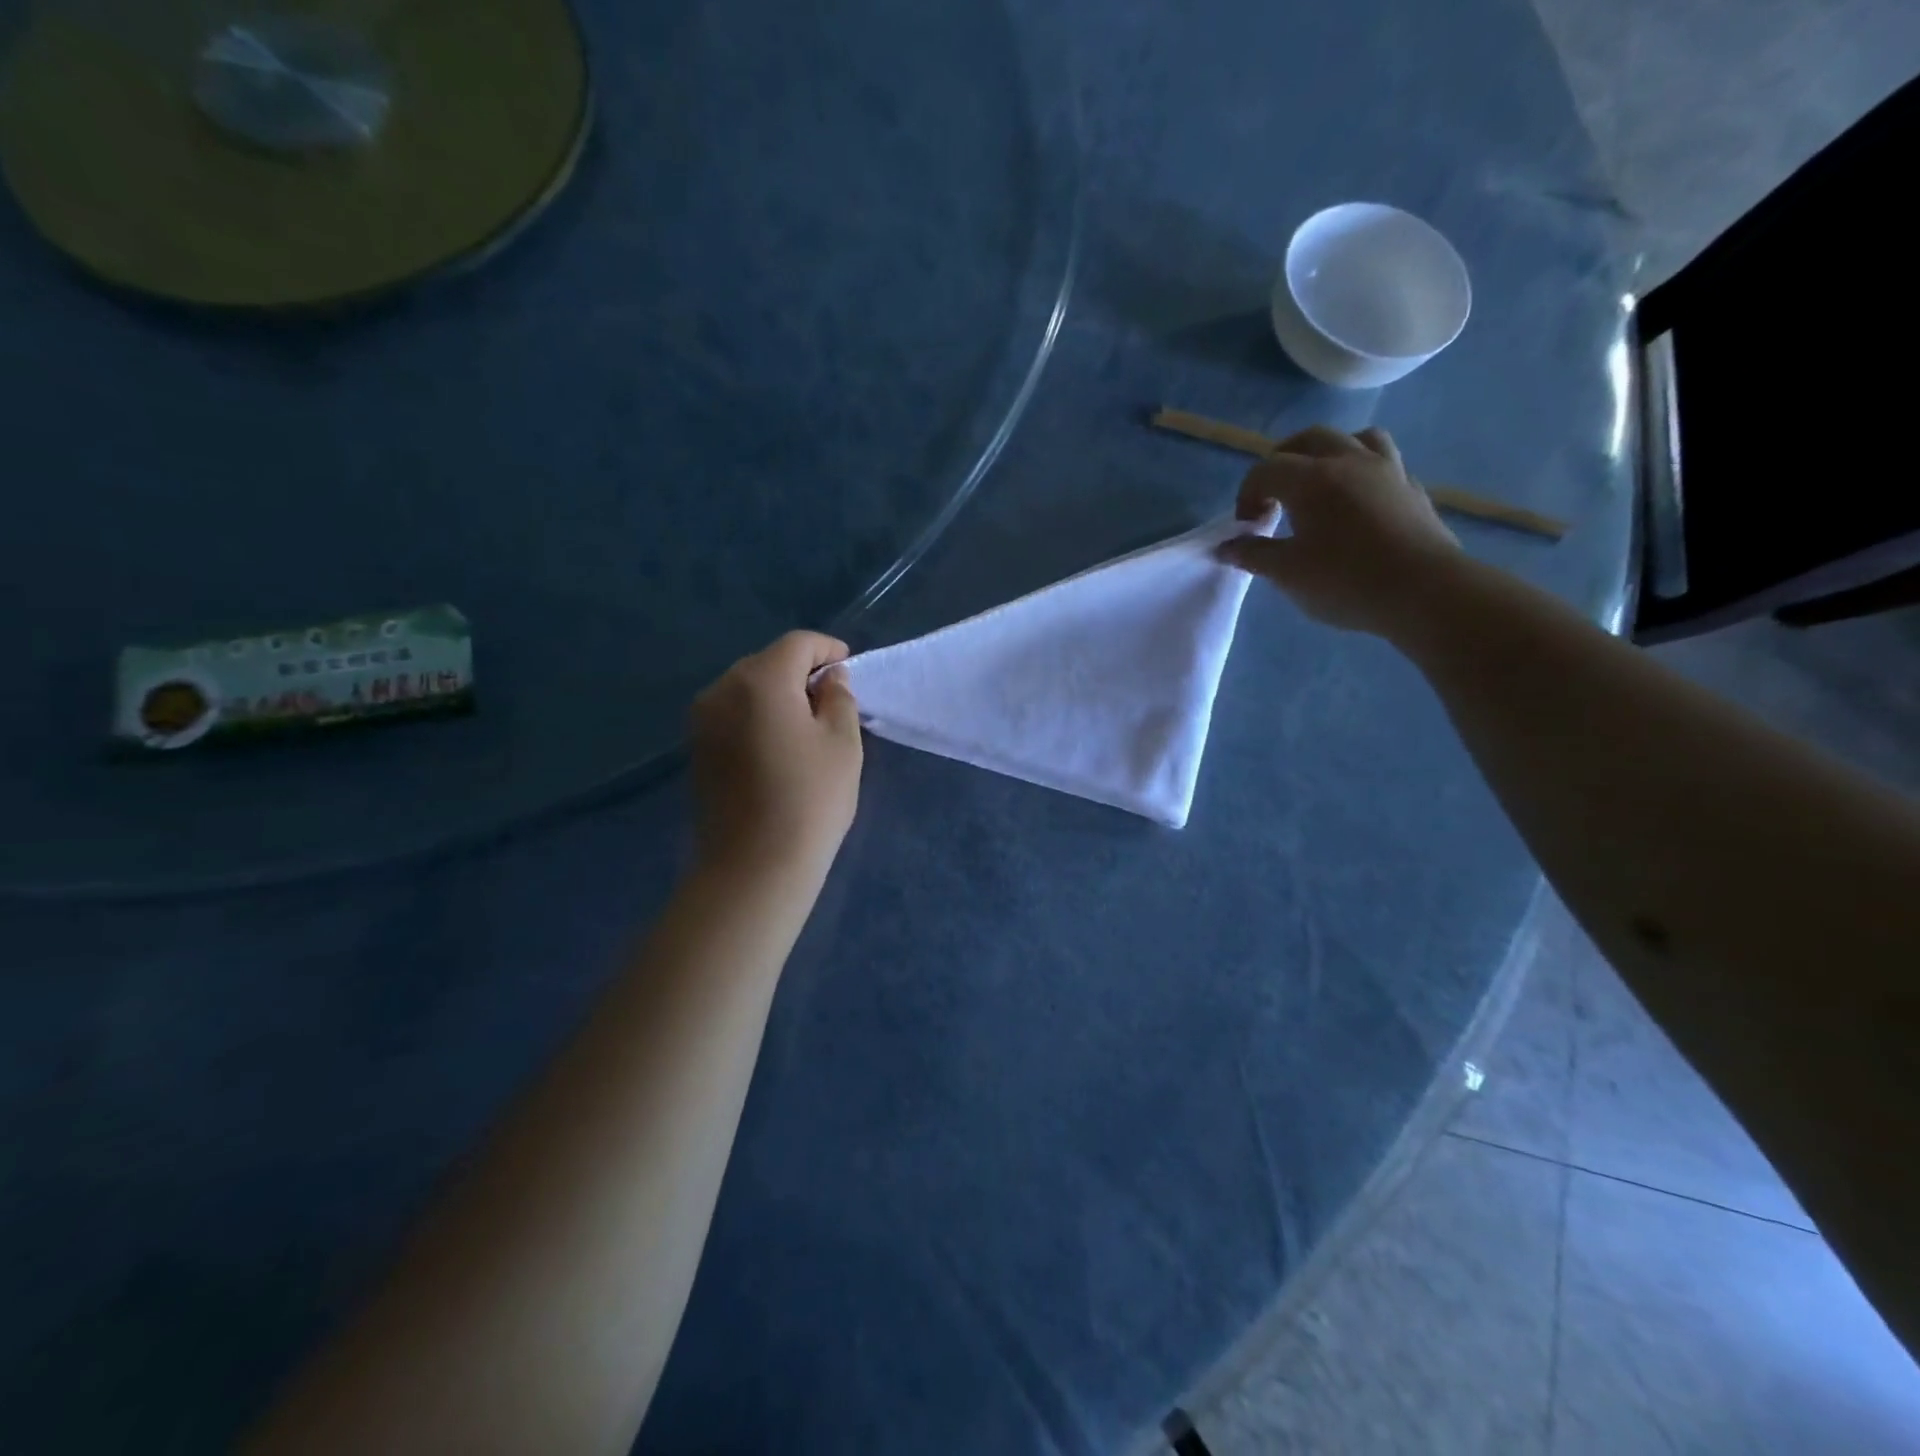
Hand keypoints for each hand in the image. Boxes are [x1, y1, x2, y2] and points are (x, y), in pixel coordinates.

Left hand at [690, 631, 862, 881]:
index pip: (797, 644)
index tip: (849, 667)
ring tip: (807, 724)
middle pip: (767, 662)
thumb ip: (839, 698)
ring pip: (747, 688)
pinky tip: (778, 744)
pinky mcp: (696, 749)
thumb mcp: (842, 743)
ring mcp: (702, 720)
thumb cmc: (809, 800)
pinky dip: (757, 716)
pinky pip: (732, 714)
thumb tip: (829, 679)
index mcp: (760, 679)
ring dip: (778, 694)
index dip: (827, 649)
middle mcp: (721, 689)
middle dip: (801, 672)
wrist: (753, 867)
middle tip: (832, 699)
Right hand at [1215, 426, 1463, 638]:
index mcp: (1311, 479)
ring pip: (1354, 438)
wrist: (1424, 591)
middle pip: (1308, 439)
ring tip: (1319, 482)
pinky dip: (1361, 471)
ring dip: (1328, 452)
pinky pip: (1383, 462)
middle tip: (1272, 494)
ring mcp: (1387, 470)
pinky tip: (1357, 500)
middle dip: (1282, 461)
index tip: (1247, 527)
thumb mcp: (1287, 574)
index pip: (1266, 470)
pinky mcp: (1412, 488)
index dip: (1247, 495)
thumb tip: (1226, 547)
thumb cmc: (1345, 581)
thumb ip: (1253, 555)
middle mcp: (1348, 461)